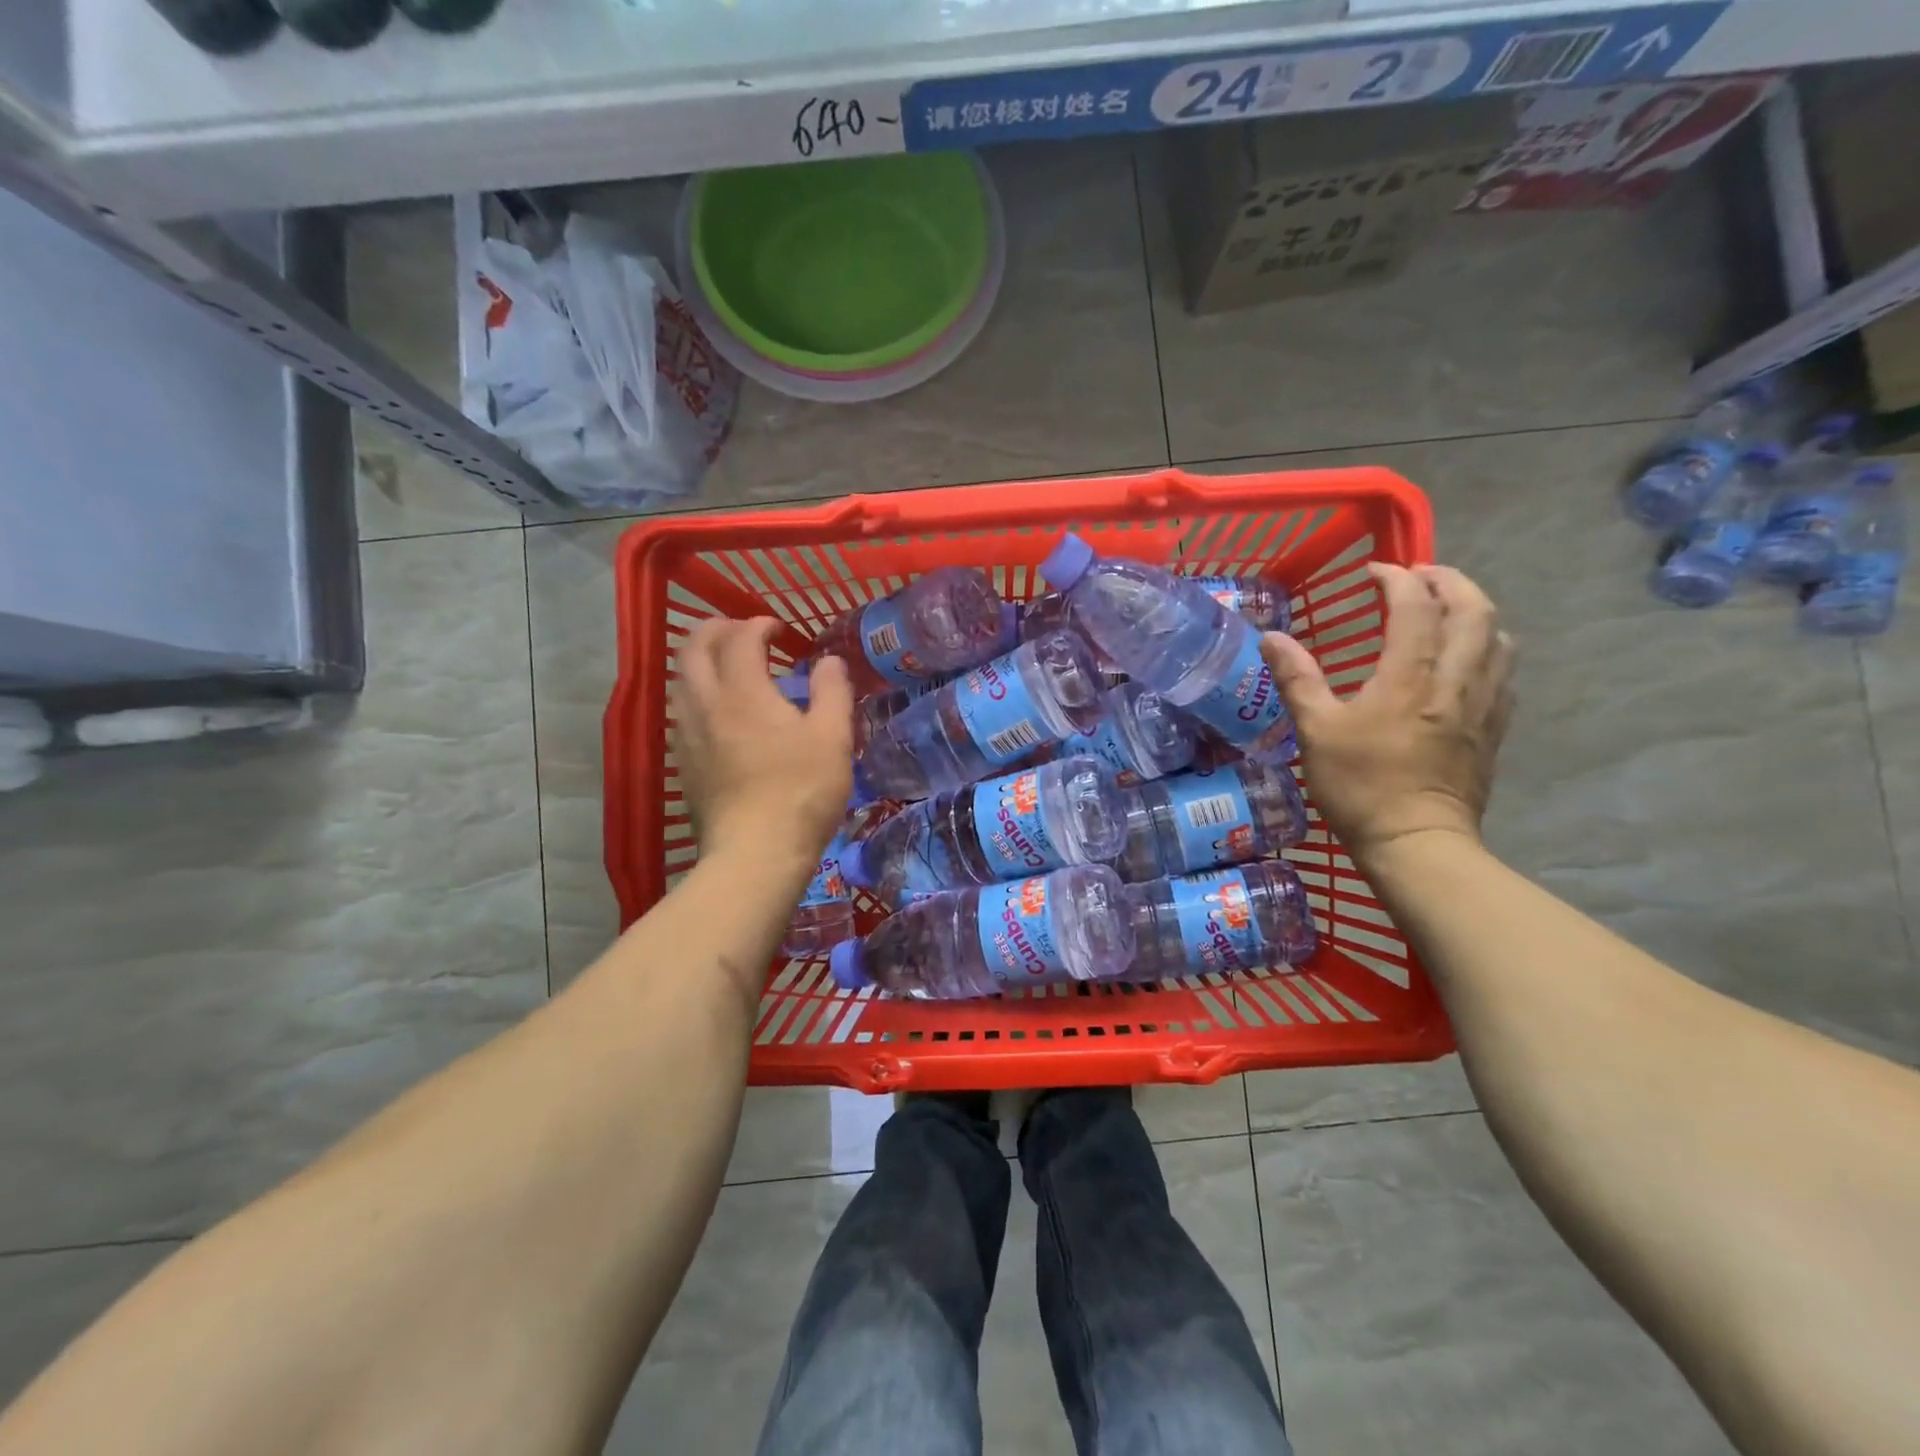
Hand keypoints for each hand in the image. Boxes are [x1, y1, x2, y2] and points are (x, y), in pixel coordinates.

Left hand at [673, 618, 853, 869]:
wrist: (755, 854)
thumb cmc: (801, 792)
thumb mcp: (833, 738)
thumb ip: (832, 691)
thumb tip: (829, 661)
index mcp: (744, 692)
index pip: (739, 638)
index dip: (757, 625)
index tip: (778, 629)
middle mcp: (706, 705)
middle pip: (693, 649)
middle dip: (715, 629)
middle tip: (740, 631)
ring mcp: (688, 736)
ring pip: (680, 681)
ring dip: (700, 661)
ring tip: (726, 667)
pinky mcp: (683, 765)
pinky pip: (680, 713)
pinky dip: (696, 695)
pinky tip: (717, 714)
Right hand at [1262, 564, 1513, 864]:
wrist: (1416, 842)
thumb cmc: (1360, 786)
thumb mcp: (1316, 732)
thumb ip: (1296, 679)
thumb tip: (1272, 637)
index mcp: (1409, 677)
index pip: (1416, 606)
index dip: (1397, 578)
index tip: (1373, 572)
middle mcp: (1455, 681)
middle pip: (1474, 610)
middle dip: (1450, 581)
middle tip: (1420, 576)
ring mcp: (1482, 705)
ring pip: (1498, 638)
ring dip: (1475, 611)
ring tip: (1447, 610)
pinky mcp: (1493, 730)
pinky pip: (1504, 673)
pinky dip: (1489, 649)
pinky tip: (1468, 660)